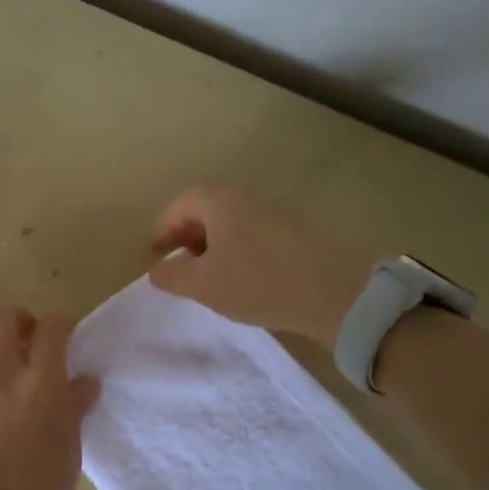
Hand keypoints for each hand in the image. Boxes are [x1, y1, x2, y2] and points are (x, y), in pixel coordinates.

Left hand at [0, 308, 100, 489]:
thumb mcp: (70, 447)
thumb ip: (75, 407)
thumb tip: (85, 381)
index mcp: (43, 383)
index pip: (53, 327)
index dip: (58, 325)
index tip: (58, 335)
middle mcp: (1, 373)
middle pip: (5, 315)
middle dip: (17, 320)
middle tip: (19, 340)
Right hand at [148, 186, 371, 347]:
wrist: (333, 292)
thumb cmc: (257, 283)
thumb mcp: (203, 285)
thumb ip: (172, 275)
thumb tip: (157, 269)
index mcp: (220, 201)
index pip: (181, 203)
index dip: (163, 227)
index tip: (154, 253)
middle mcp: (247, 197)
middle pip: (207, 207)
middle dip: (187, 234)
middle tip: (178, 262)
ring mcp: (276, 211)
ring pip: (233, 221)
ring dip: (214, 242)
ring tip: (208, 274)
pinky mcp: (297, 230)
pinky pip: (254, 231)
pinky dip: (238, 247)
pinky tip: (242, 276)